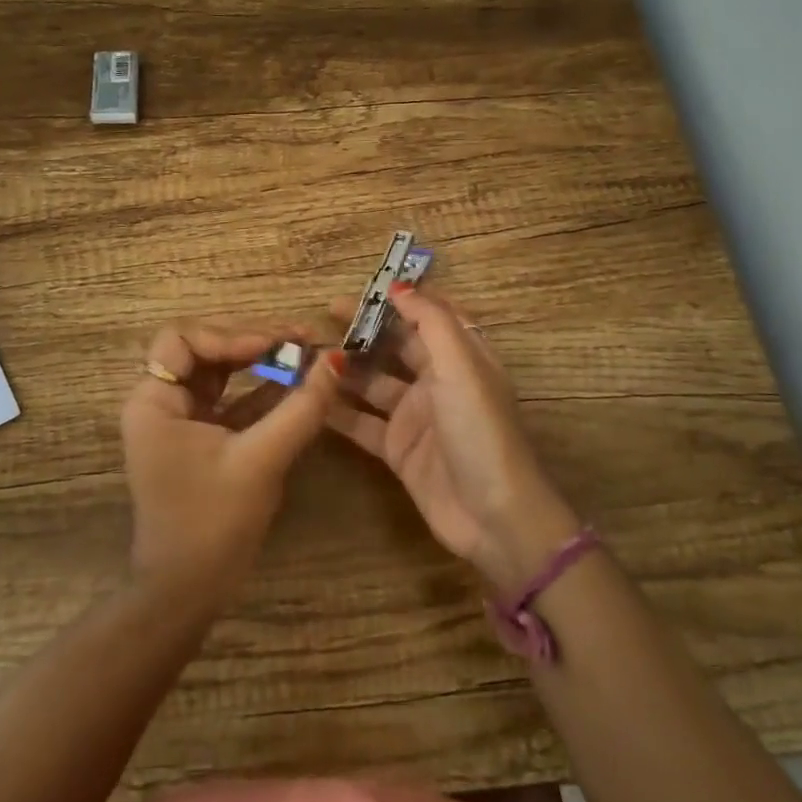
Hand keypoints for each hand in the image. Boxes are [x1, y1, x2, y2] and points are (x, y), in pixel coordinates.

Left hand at [121, 319, 343, 602]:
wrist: (187, 594)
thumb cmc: (213, 524)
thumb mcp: (260, 460)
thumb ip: (300, 408)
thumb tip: (336, 360)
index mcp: (154, 402)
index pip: (183, 339)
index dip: (228, 334)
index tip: (274, 345)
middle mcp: (161, 403)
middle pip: (204, 349)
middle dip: (251, 341)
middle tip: (300, 339)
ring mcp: (182, 421)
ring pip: (220, 371)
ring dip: (260, 361)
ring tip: (304, 353)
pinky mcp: (202, 439)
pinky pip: (231, 400)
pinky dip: (262, 390)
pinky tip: (298, 385)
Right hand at [327, 285, 578, 594]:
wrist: (492, 516)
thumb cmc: (480, 430)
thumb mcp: (460, 367)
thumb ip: (430, 322)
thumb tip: (400, 285)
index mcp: (463, 356)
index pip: (432, 315)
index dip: (404, 298)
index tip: (366, 286)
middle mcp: (439, 381)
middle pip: (398, 345)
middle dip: (365, 329)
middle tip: (325, 315)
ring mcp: (417, 416)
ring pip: (374, 383)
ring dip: (346, 368)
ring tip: (309, 355)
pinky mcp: (398, 449)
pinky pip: (362, 422)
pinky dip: (338, 411)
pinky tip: (310, 398)